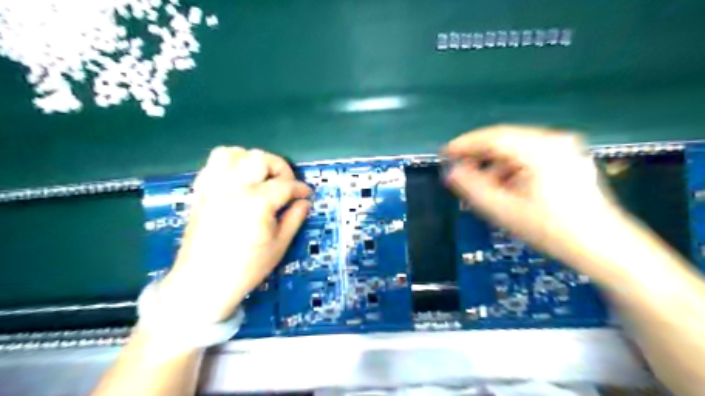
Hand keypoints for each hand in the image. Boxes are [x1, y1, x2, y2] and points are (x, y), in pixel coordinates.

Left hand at [157, 147, 310, 323]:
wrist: (203, 281)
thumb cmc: (246, 267)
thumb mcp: (279, 245)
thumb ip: (294, 218)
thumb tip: (304, 202)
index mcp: (257, 203)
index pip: (286, 185)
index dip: (300, 188)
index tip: (306, 194)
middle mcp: (234, 187)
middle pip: (261, 159)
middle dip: (279, 168)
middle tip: (285, 184)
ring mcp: (214, 186)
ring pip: (234, 153)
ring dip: (252, 161)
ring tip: (260, 177)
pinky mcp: (201, 190)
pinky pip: (214, 162)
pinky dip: (230, 163)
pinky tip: (239, 179)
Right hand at [445, 126, 627, 269]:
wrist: (604, 248)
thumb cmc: (551, 230)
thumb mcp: (503, 210)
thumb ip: (472, 188)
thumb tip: (451, 172)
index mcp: (539, 150)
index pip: (492, 137)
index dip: (465, 144)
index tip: (445, 153)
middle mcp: (553, 141)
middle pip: (504, 140)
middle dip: (478, 155)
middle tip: (458, 169)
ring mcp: (563, 149)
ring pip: (516, 149)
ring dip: (494, 164)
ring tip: (481, 185)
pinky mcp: (567, 159)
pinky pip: (529, 157)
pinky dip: (511, 168)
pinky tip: (505, 187)